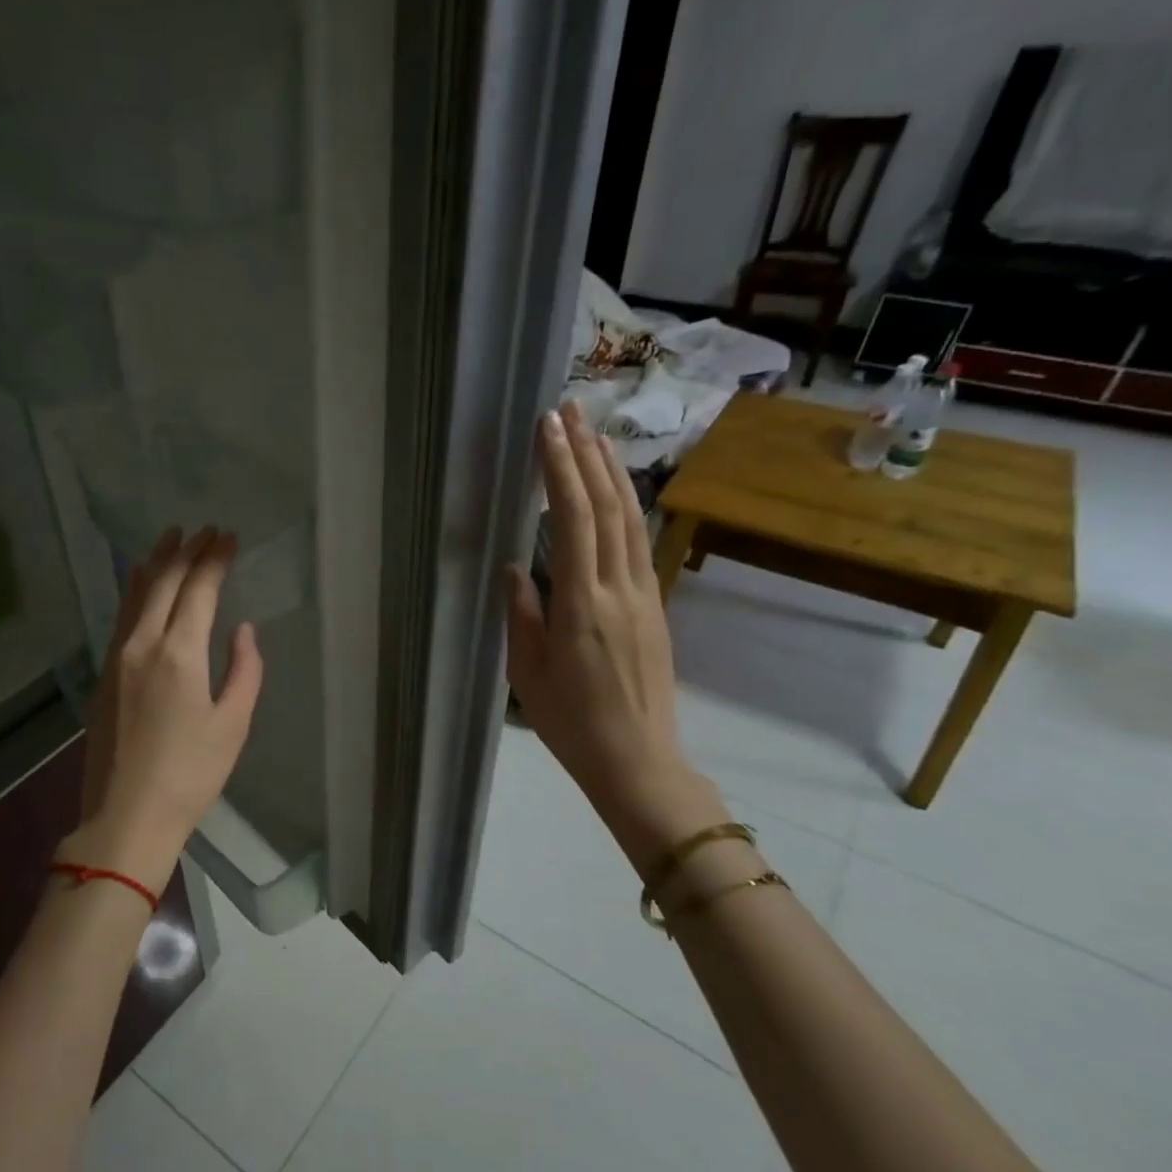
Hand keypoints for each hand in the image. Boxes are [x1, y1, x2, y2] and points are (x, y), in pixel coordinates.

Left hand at [74, 526, 263, 893]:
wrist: (126, 815)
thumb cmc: (190, 775)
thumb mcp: (233, 725)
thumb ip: (244, 670)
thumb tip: (243, 631)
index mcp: (178, 654)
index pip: (197, 590)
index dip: (214, 559)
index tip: (228, 537)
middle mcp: (141, 645)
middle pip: (162, 583)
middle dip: (185, 551)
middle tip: (204, 530)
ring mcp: (116, 658)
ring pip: (134, 595)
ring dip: (154, 563)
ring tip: (169, 540)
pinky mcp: (103, 675)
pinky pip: (121, 617)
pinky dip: (136, 591)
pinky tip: (141, 586)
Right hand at [506, 404, 725, 864]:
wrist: (638, 761)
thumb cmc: (571, 723)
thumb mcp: (527, 673)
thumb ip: (522, 614)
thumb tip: (517, 568)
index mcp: (581, 606)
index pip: (574, 520)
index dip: (561, 470)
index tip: (548, 429)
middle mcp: (619, 589)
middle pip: (608, 507)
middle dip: (588, 454)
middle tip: (571, 410)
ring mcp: (644, 596)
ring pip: (631, 520)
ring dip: (613, 472)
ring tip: (596, 433)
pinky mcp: (655, 607)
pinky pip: (639, 544)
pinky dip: (626, 506)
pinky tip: (616, 490)